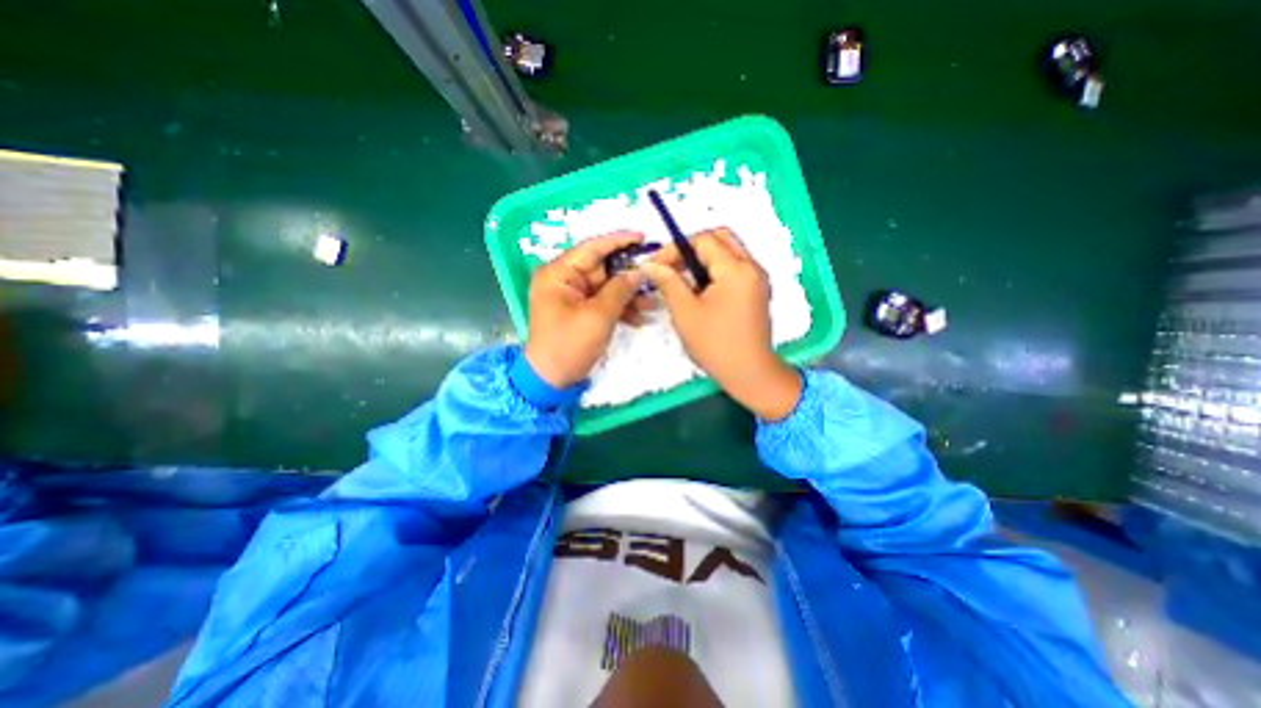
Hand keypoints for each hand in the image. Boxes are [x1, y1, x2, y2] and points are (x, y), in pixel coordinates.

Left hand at [523, 229, 643, 386]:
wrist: (551, 380)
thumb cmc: (569, 345)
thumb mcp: (598, 316)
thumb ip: (620, 290)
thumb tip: (637, 272)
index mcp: (558, 273)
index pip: (591, 248)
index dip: (618, 241)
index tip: (643, 237)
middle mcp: (563, 279)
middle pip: (601, 268)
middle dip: (628, 275)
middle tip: (654, 276)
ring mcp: (571, 296)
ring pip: (606, 286)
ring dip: (628, 295)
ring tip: (651, 303)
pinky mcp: (579, 311)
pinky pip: (602, 302)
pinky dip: (619, 309)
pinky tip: (639, 318)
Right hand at [644, 229, 800, 422]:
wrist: (749, 373)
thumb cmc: (715, 345)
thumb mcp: (685, 312)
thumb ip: (668, 282)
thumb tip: (649, 264)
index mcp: (736, 270)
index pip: (703, 240)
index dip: (675, 249)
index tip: (657, 266)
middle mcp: (752, 267)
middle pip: (720, 238)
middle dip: (691, 248)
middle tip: (671, 268)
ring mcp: (757, 279)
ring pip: (728, 252)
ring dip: (703, 259)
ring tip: (682, 280)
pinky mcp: (756, 290)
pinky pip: (734, 268)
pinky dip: (714, 270)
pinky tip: (699, 290)